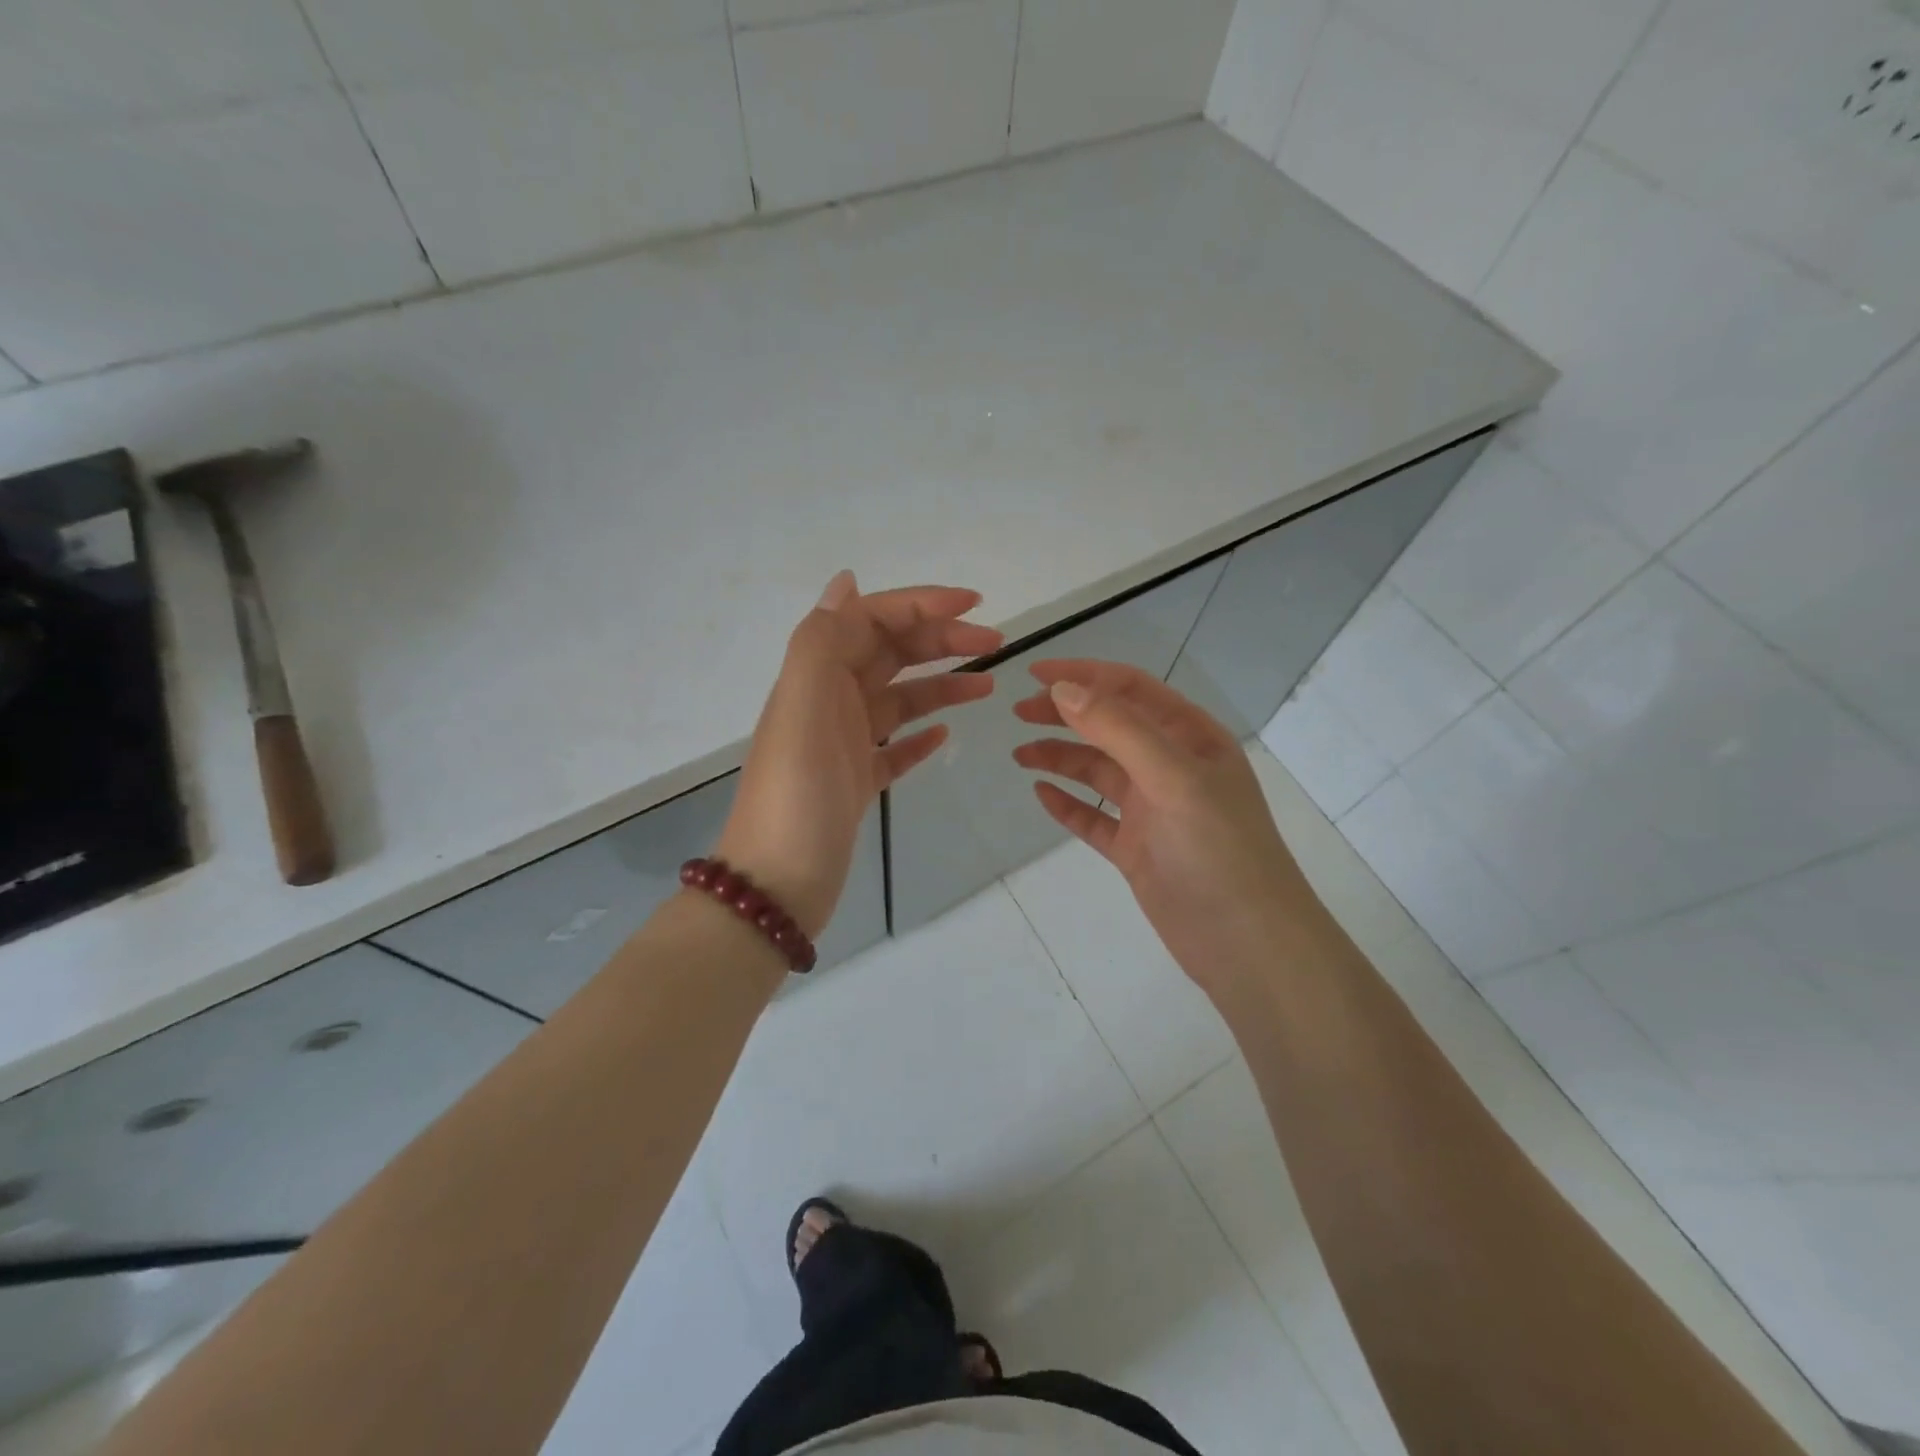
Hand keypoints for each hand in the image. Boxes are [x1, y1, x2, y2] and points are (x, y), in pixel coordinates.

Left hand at [717, 572, 1001, 937]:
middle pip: (890, 654)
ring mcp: (843, 745)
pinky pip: (894, 748)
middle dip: (940, 640)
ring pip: (899, 699)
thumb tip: (846, 583)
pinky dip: (920, 736)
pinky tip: (947, 734)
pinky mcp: (856, 784)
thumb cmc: (795, 798)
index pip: (872, 621)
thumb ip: (820, 643)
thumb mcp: (801, 710)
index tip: (974, 605)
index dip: (920, 605)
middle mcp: (828, 702)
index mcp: (816, 678)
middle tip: (996, 645)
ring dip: (941, 685)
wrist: (776, 887)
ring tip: (988, 688)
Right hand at [1012, 661, 1325, 996]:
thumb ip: (1118, 730)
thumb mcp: (1172, 778)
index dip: (1084, 676)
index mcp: (1191, 738)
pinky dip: (1069, 803)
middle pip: (1110, 726)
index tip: (1033, 674)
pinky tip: (1041, 794)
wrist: (1246, 943)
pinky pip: (1095, 817)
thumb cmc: (1217, 850)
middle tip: (1018, 713)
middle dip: (1065, 714)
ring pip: (1098, 771)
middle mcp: (1171, 766)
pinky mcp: (1137, 848)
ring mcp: (1154, 809)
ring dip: (1060, 758)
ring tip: (1020, 755)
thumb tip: (1064, 689)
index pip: (1131, 690)